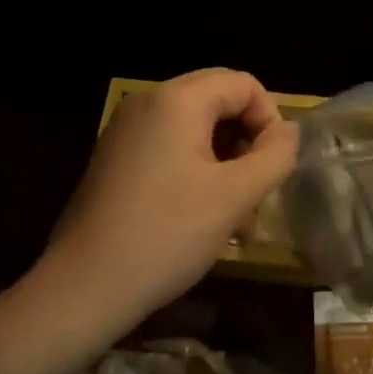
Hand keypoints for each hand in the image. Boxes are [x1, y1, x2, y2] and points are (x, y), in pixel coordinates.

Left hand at [49, 69, 298, 325]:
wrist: (82, 288)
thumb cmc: (166, 235)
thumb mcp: (235, 196)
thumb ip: (275, 155)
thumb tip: (289, 132)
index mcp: (178, 99)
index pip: (244, 85)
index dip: (270, 121)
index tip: (274, 169)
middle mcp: (149, 101)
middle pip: (219, 101)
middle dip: (248, 143)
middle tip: (258, 192)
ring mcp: (127, 129)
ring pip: (197, 128)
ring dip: (226, 163)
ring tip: (238, 221)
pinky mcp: (116, 157)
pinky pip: (170, 146)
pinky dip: (197, 171)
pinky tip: (204, 218)